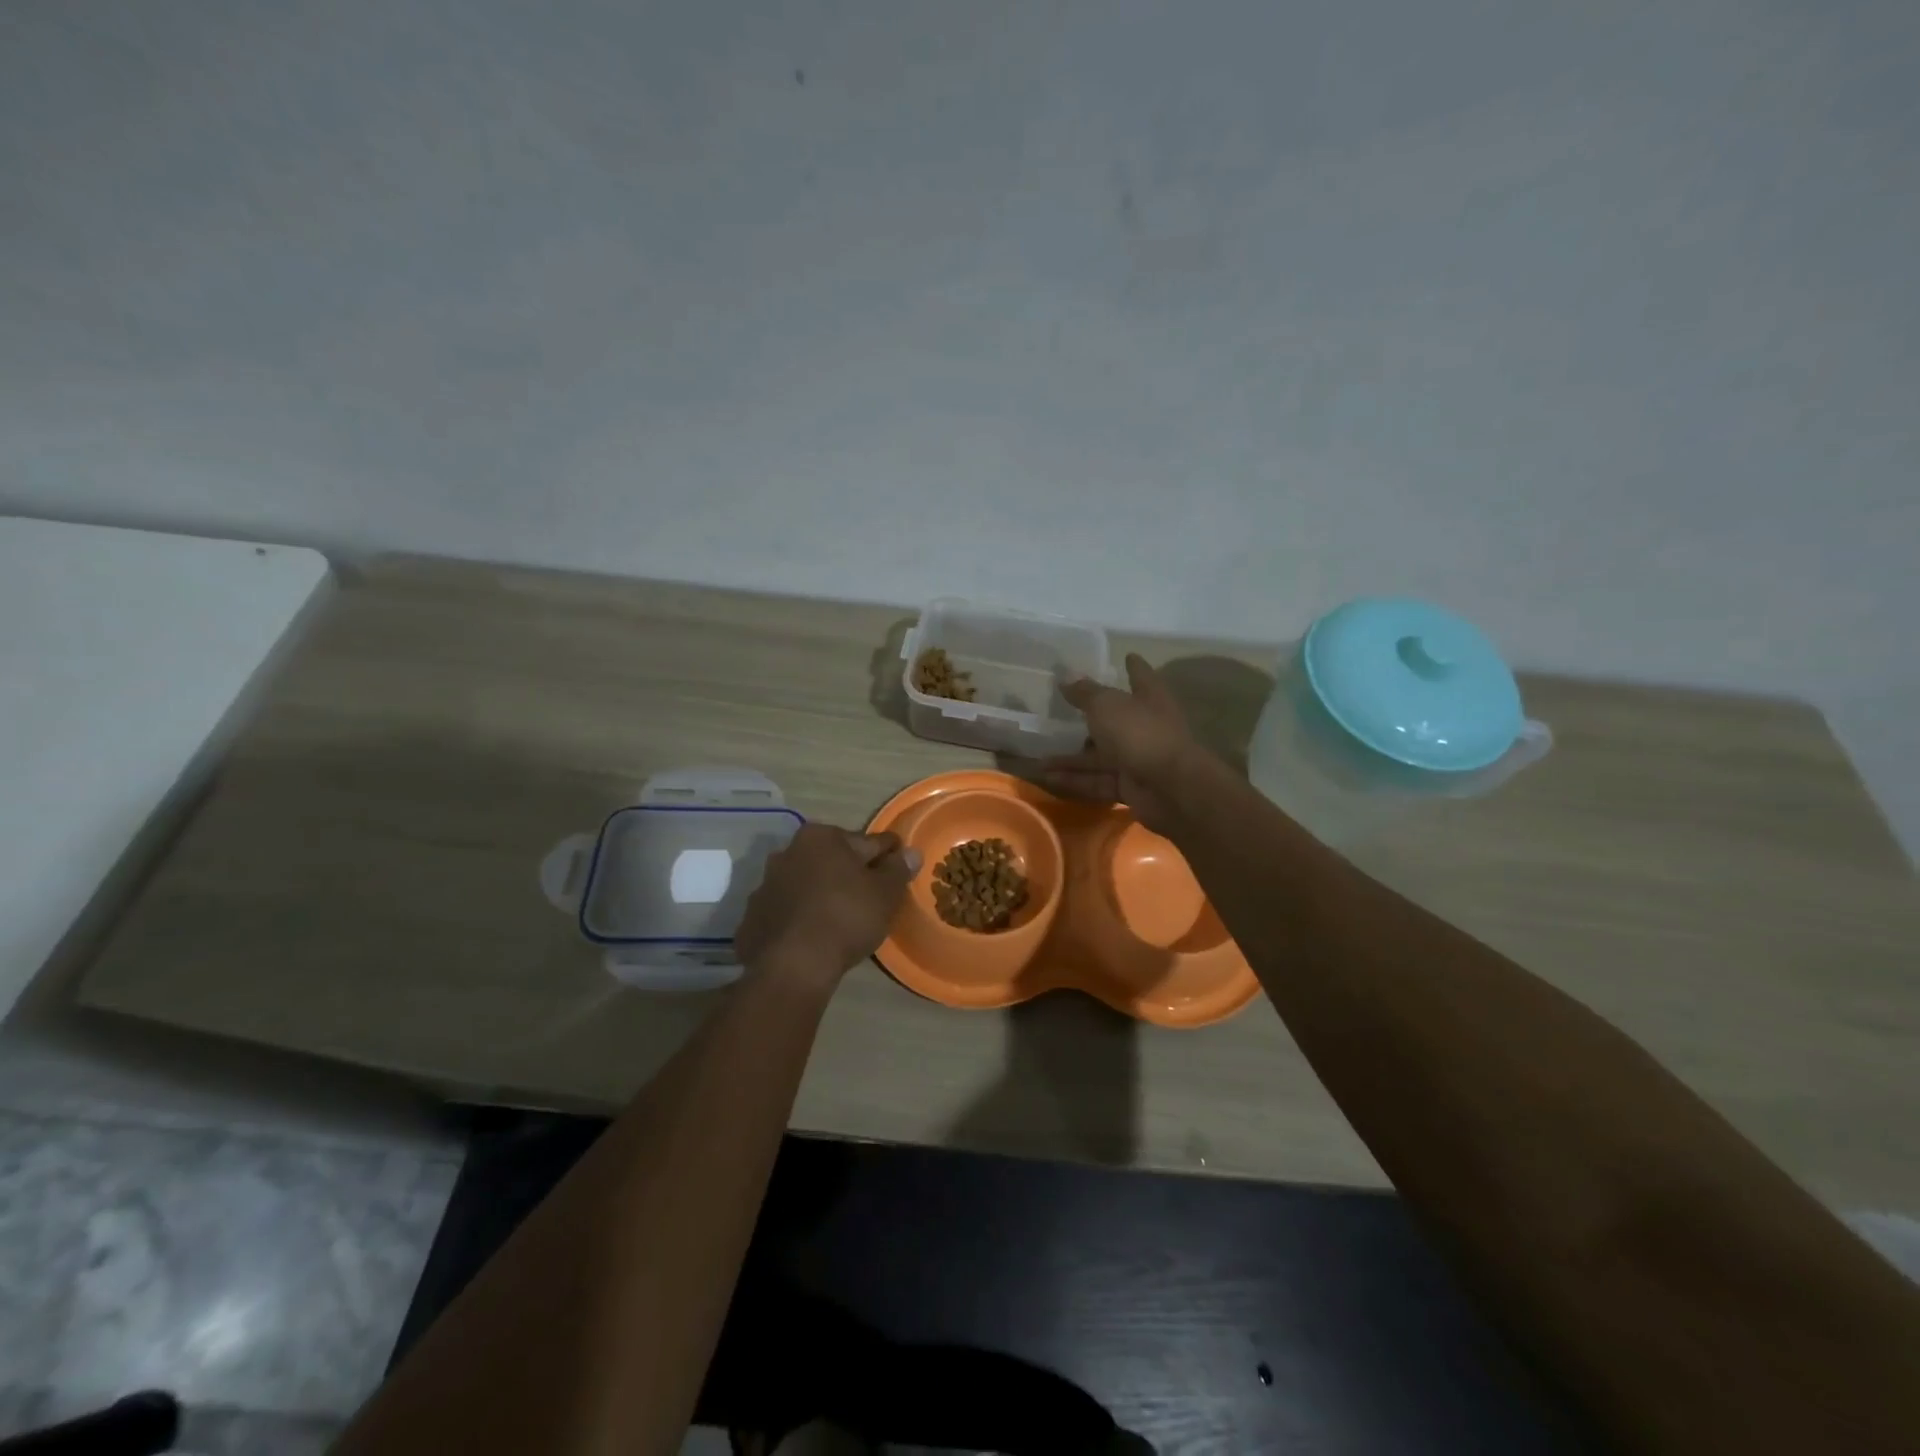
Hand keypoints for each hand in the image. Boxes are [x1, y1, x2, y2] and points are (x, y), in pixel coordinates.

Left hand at [736, 824, 919, 994]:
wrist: (792, 965)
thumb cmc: (845, 917)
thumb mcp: (885, 893)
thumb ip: (898, 869)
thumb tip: (911, 853)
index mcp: (820, 837)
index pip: (866, 841)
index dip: (887, 853)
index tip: (899, 862)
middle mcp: (788, 852)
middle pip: (831, 859)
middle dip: (850, 871)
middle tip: (872, 893)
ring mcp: (766, 885)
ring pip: (806, 884)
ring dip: (823, 893)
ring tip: (842, 917)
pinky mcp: (753, 917)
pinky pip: (787, 911)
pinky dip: (801, 917)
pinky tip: (815, 935)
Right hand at [1041, 654, 1203, 834]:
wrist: (1170, 788)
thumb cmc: (1140, 733)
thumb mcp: (1106, 706)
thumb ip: (1085, 693)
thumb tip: (1066, 676)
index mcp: (1149, 698)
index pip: (1141, 676)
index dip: (1134, 666)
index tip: (1128, 655)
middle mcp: (1146, 727)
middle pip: (1115, 720)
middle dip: (1089, 720)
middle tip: (1060, 716)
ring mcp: (1138, 758)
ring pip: (1100, 756)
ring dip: (1071, 758)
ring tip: (1039, 759)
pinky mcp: (1129, 787)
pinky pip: (1097, 780)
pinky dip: (1074, 779)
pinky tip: (1047, 778)